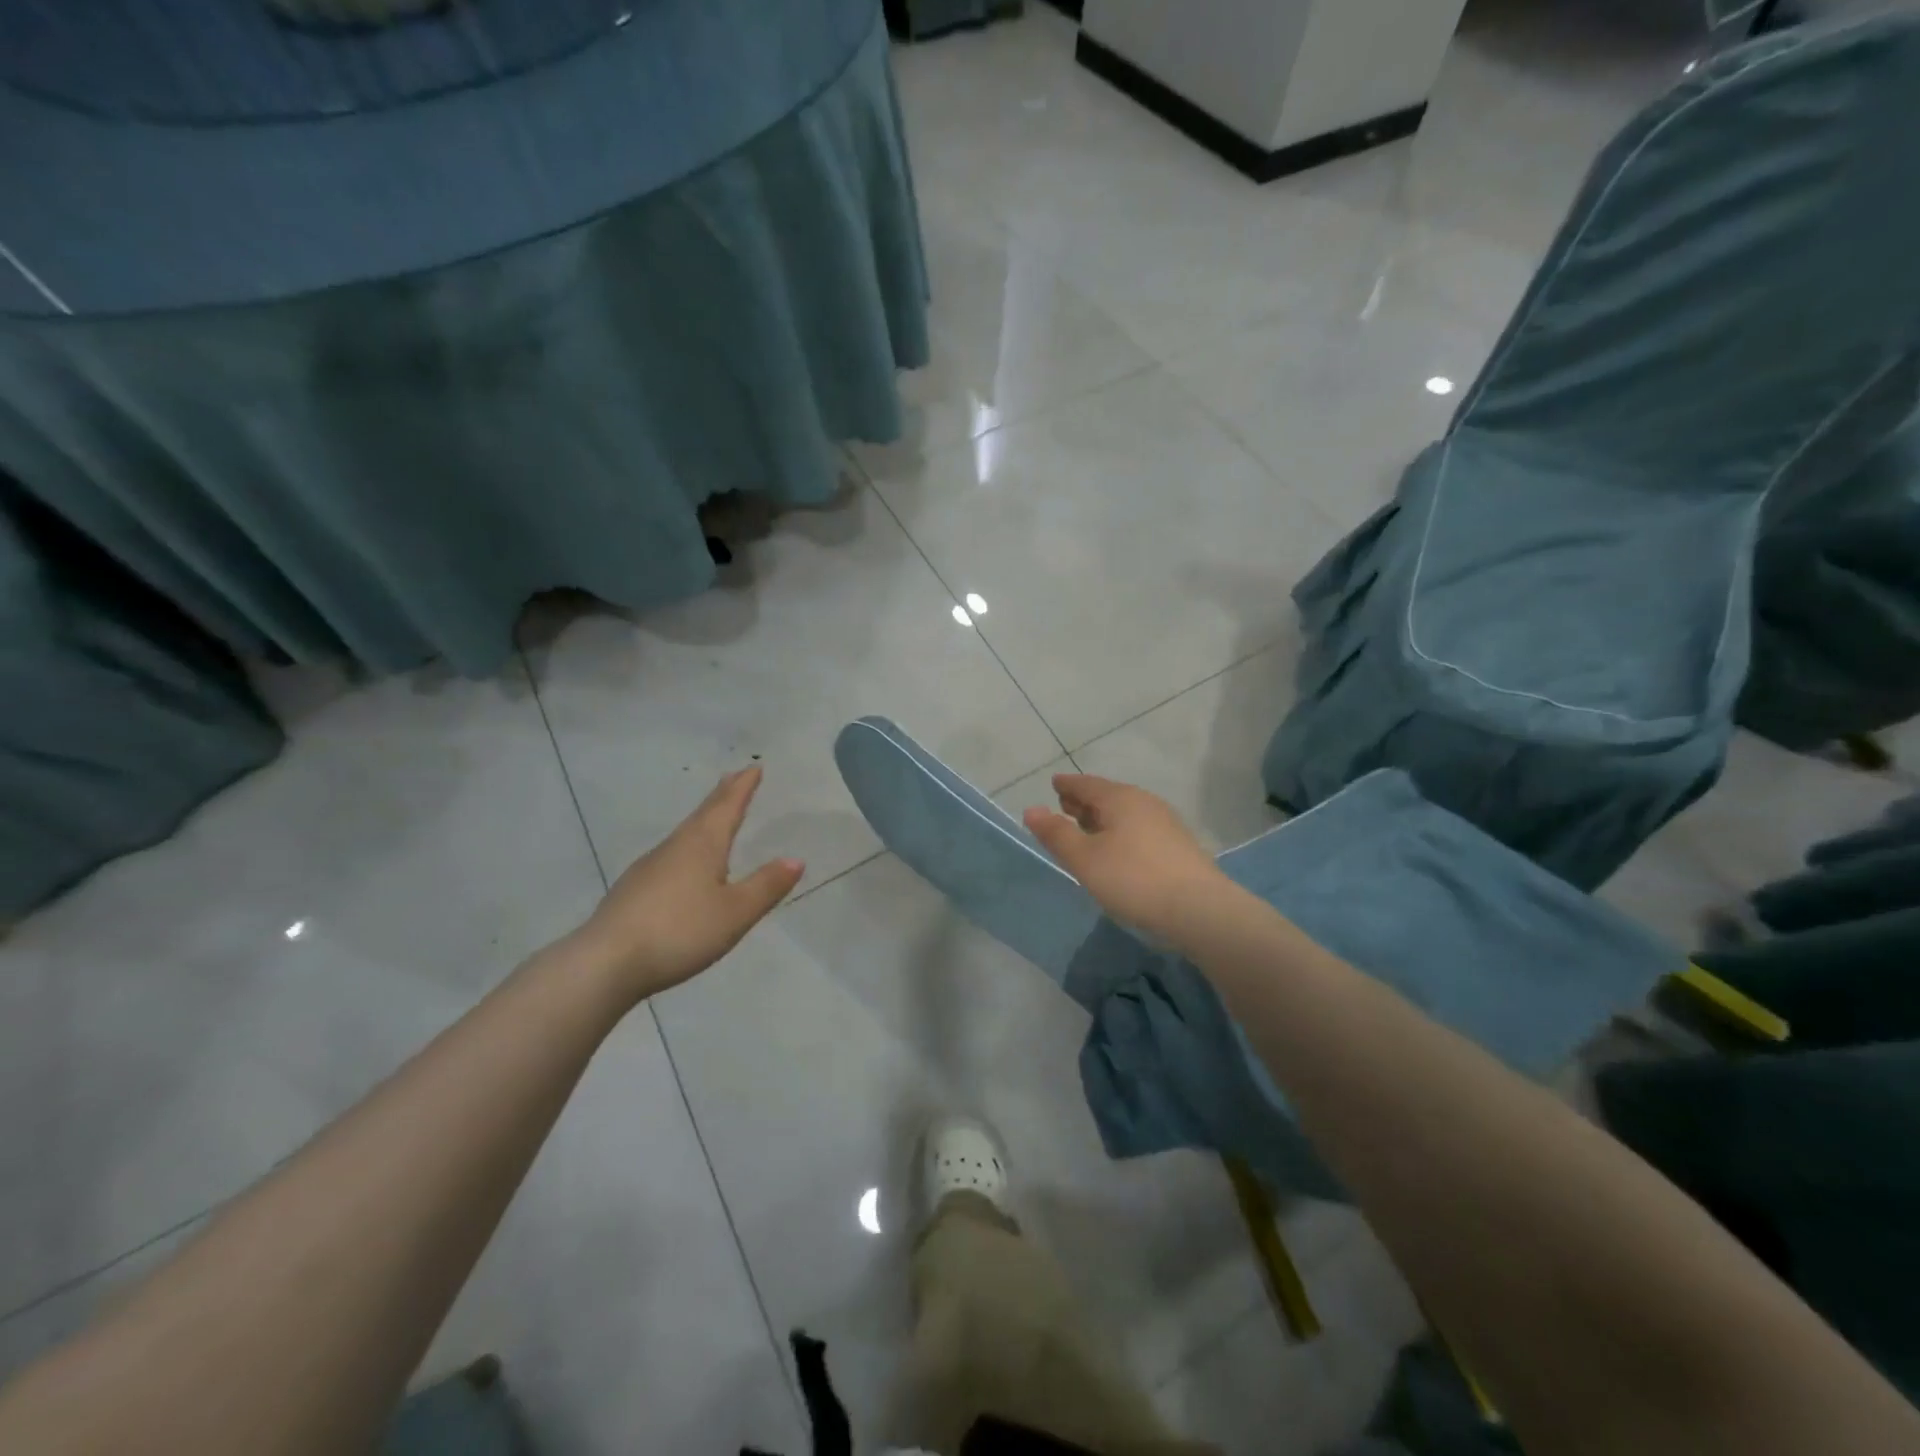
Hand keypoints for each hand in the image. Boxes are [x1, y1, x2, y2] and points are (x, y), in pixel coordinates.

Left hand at [570, 766, 803, 1002]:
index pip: (728, 806)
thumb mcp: (735, 912)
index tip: (754, 767)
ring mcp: (649, 867)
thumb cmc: (679, 930)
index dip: (743, 787)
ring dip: (703, 820)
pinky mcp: (633, 889)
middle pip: (703, 814)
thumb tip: (795, 859)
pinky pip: (670, 856)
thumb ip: (766, 886)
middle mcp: (675, 846)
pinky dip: (687, 847)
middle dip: (722, 796)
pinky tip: (684, 866)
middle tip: (735, 778)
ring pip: (684, 834)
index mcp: (703, 845)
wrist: (606, 962)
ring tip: (715, 818)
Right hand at [1022, 774, 1224, 942]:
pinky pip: (1140, 827)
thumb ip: (1056, 834)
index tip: (1054, 783)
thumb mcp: (1085, 859)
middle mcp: (1144, 802)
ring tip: (1087, 828)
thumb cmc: (1133, 879)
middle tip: (1065, 805)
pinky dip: (1121, 830)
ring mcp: (1166, 823)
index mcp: (1120, 798)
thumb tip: (1031, 809)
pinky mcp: (1178, 845)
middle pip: (1108, 795)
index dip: (1068, 785)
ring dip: (1103, 817)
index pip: (1086, 784)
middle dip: (1085, 800)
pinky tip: (1118, 848)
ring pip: (1125, 812)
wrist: (1199, 910)